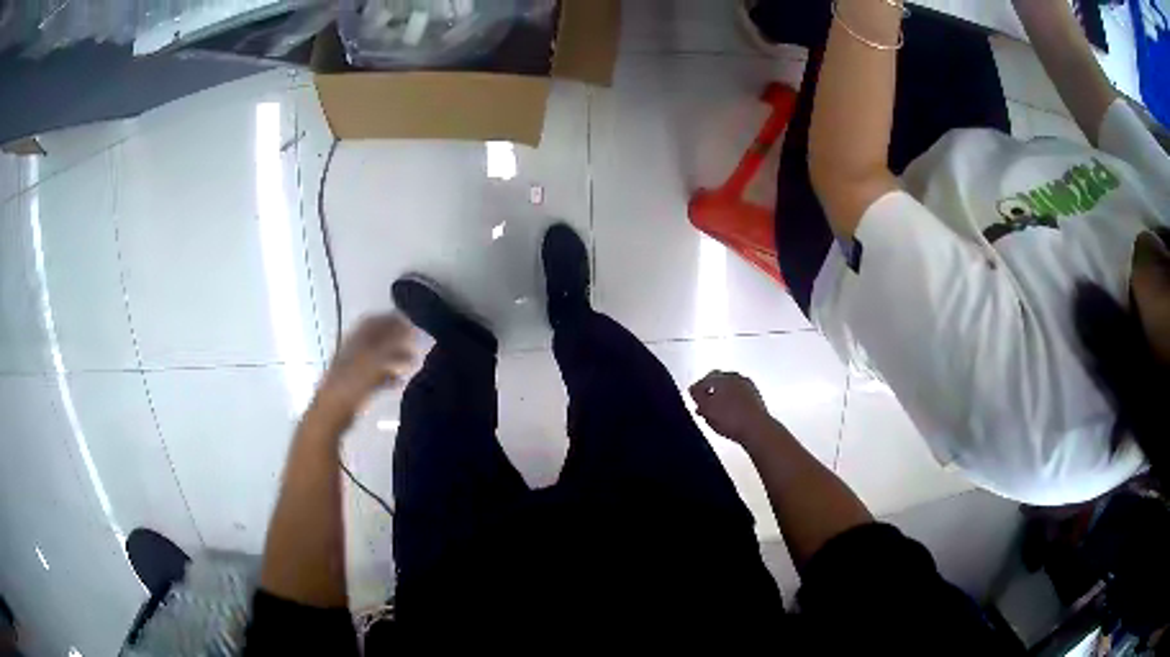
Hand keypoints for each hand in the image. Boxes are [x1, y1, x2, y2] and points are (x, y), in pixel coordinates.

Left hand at [313, 313, 414, 423]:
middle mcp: (356, 349)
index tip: (413, 325)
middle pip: (380, 338)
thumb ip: (393, 344)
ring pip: (379, 357)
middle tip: (416, 344)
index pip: (378, 320)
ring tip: (412, 363)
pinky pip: (376, 375)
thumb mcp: (374, 360)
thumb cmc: (352, 384)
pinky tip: (399, 382)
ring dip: (396, 358)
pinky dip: (389, 376)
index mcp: (358, 339)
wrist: (333, 411)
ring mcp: (356, 367)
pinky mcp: (357, 385)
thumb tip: (410, 331)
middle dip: (398, 340)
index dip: (395, 320)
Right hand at [689, 370, 771, 444]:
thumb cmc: (731, 419)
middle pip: (718, 381)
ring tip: (716, 410)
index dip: (696, 389)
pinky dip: (733, 400)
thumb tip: (694, 391)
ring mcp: (747, 385)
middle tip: (704, 403)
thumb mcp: (706, 410)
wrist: (756, 428)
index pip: (704, 380)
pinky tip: (730, 412)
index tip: (693, 397)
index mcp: (721, 378)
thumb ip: (698, 398)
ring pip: (730, 387)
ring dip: (722, 395)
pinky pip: (739, 395)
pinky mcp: (755, 396)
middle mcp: (735, 377)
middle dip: (710, 390)